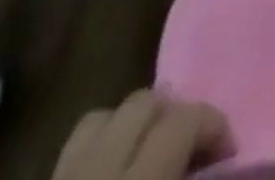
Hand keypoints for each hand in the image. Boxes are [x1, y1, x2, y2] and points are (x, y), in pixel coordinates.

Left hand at [53, 92, 229, 179]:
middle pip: (143, 103)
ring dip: (132, 125)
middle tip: (190, 147)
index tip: (227, 151)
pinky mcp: (46, 178)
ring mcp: (63, 173)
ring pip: (101, 117)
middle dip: (173, 114)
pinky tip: (111, 168)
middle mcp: (98, 166)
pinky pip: (74, 148)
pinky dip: (99, 146)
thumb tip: (221, 161)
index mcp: (138, 176)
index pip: (183, 120)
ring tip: (149, 151)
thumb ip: (194, 178)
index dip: (214, 124)